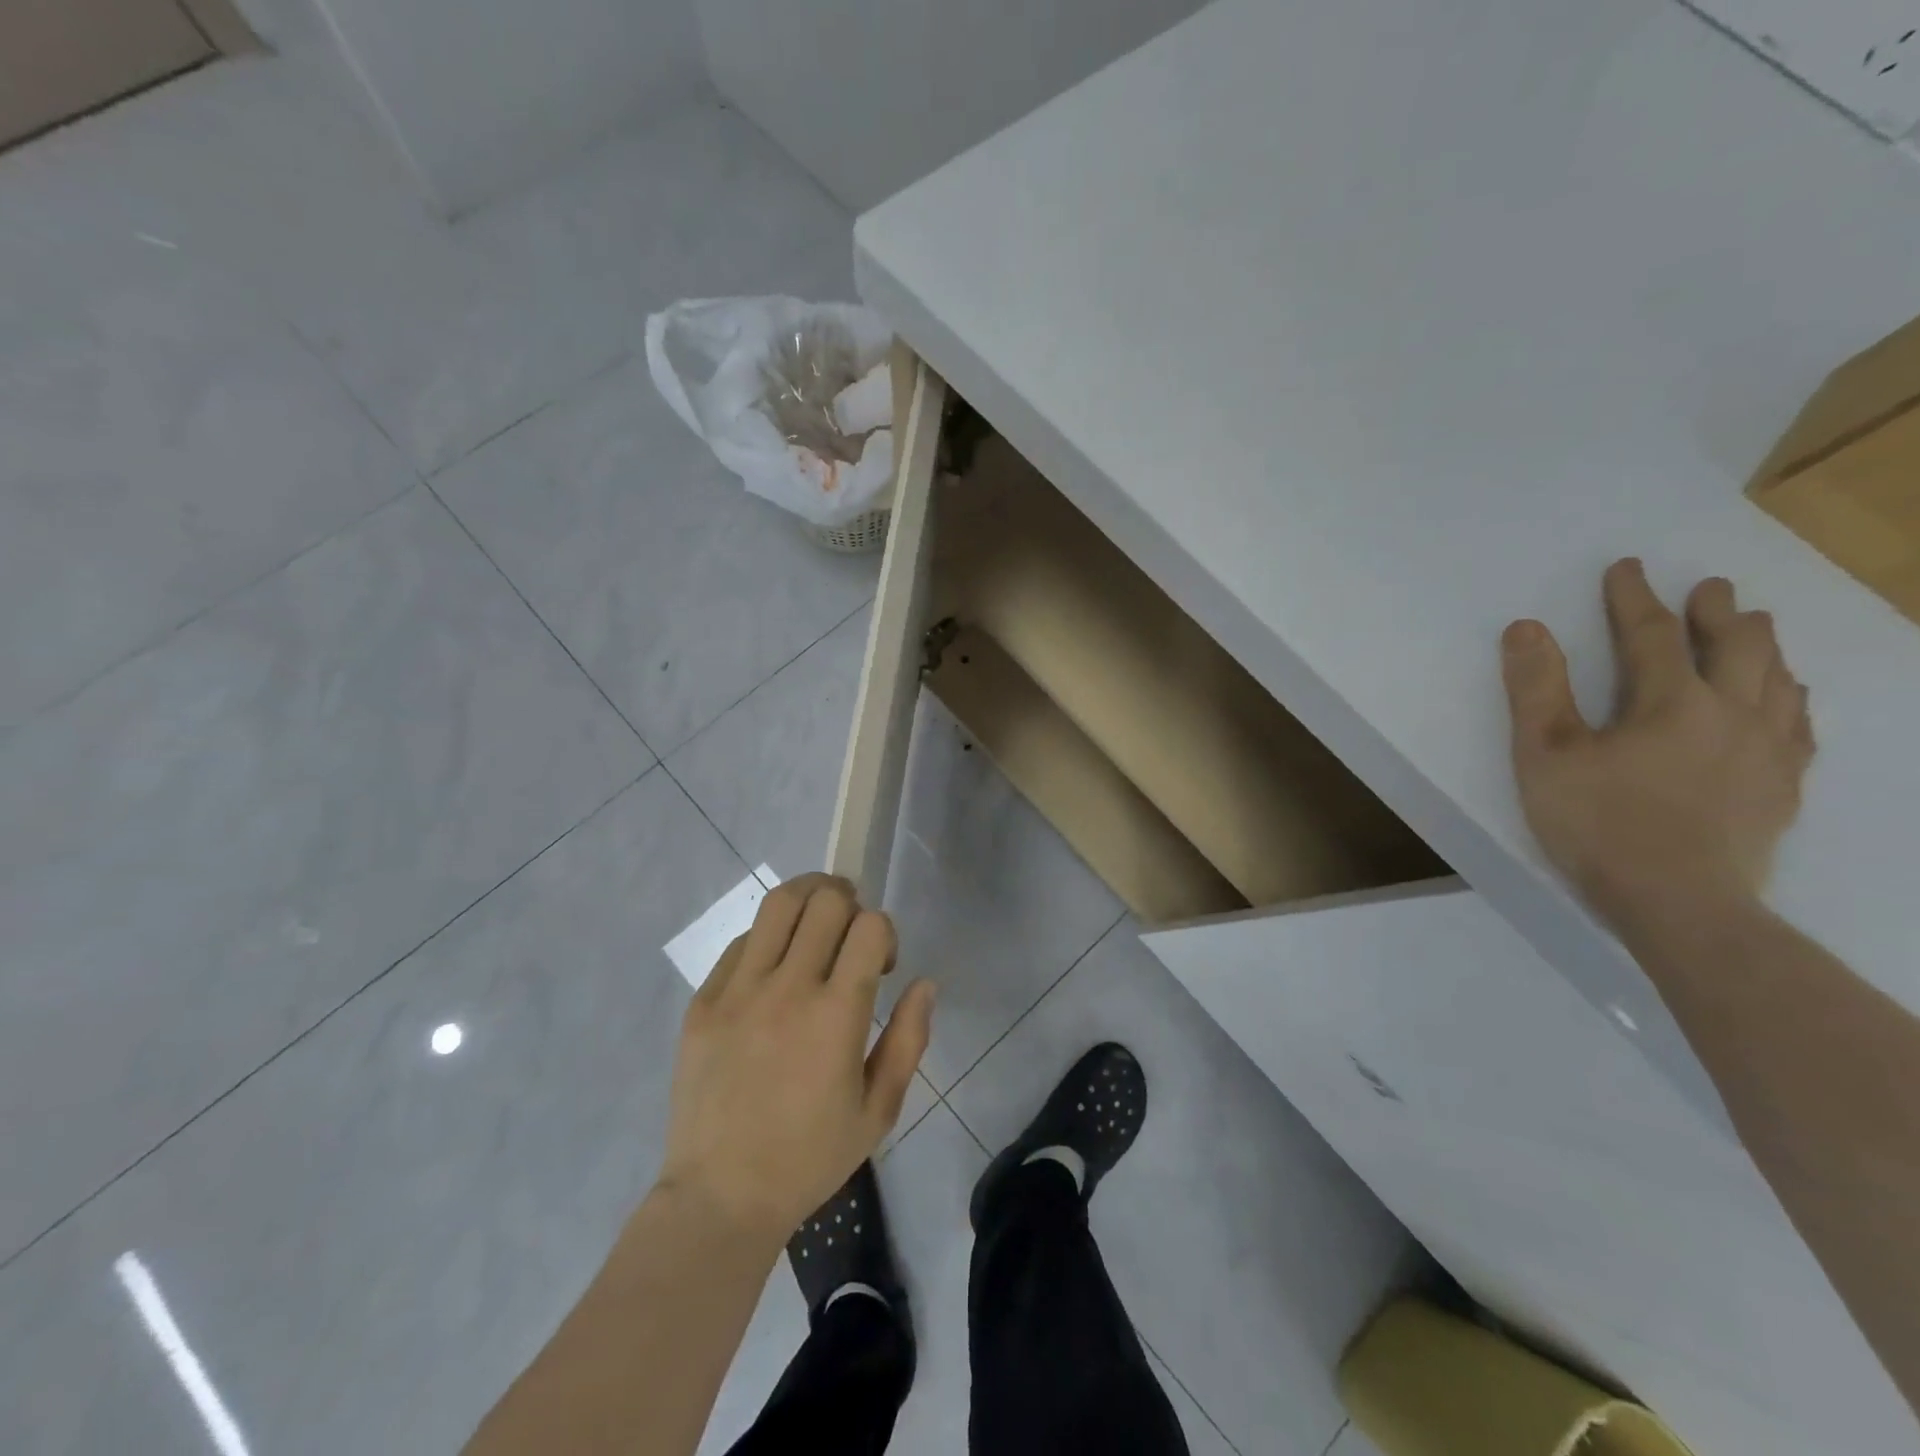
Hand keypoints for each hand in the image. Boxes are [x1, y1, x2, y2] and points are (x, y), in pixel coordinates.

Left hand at [655, 874, 935, 1247]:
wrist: (720, 1197)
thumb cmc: (810, 1158)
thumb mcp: (879, 1110)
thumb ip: (909, 1039)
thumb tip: (924, 982)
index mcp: (837, 1016)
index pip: (870, 926)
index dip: (884, 932)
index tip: (880, 965)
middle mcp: (788, 989)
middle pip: (826, 901)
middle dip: (849, 906)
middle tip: (849, 937)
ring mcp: (738, 991)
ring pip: (778, 904)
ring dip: (807, 899)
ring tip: (815, 922)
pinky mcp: (703, 1001)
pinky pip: (741, 942)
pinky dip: (767, 940)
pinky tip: (772, 971)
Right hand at [1500, 559, 1815, 932]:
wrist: (1680, 902)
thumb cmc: (1599, 823)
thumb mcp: (1545, 754)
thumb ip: (1536, 689)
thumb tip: (1526, 627)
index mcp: (1671, 702)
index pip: (1651, 635)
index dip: (1634, 598)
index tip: (1626, 568)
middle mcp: (1732, 713)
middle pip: (1736, 647)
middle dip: (1717, 613)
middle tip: (1711, 588)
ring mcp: (1767, 751)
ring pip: (1777, 680)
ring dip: (1763, 646)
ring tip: (1755, 626)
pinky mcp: (1782, 787)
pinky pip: (1798, 724)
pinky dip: (1791, 697)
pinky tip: (1788, 697)